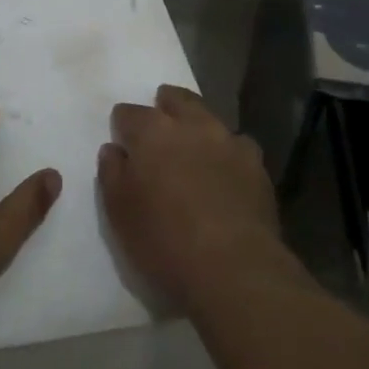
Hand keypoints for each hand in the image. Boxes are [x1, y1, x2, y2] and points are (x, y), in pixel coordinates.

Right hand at [100, 85, 294, 312]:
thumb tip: (113, 150)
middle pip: (177, 100)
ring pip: (209, 117)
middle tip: (160, 115)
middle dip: (166, 104)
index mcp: (152, 132)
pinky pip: (237, 145)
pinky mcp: (256, 163)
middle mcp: (192, 125)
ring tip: (193, 142)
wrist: (234, 269)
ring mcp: (228, 140)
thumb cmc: (164, 242)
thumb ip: (112, 174)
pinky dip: (226, 151)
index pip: (129, 113)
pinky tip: (225, 168)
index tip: (121, 135)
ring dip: (198, 124)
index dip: (123, 123)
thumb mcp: (119, 213)